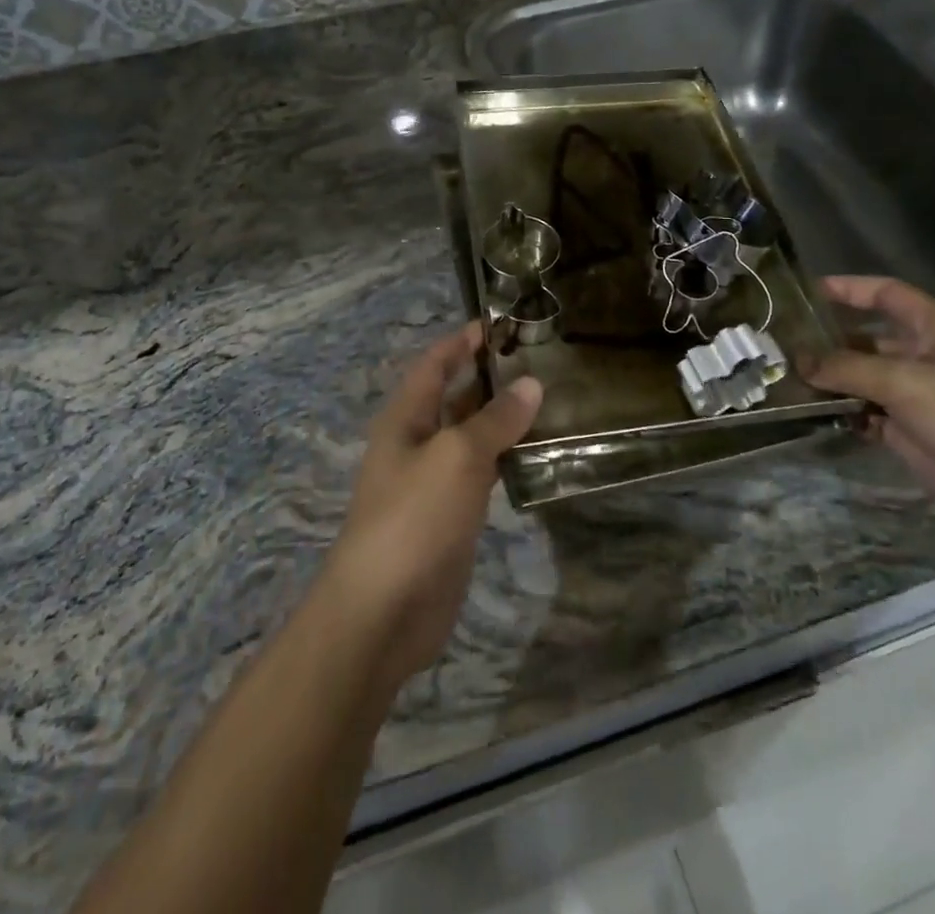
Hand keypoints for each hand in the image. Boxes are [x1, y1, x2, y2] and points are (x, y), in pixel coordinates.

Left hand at [318, 324, 541, 687]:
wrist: (383, 611)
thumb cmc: (413, 517)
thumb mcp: (456, 456)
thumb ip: (495, 420)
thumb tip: (531, 384)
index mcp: (406, 418)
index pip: (434, 365)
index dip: (461, 342)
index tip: (500, 323)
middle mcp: (417, 443)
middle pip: (455, 398)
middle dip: (490, 377)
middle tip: (540, 360)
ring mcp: (434, 483)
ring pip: (472, 437)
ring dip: (503, 419)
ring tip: (551, 399)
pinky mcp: (452, 517)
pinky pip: (482, 474)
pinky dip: (507, 458)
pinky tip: (539, 452)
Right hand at [805, 276, 934, 543]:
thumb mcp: (905, 380)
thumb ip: (848, 367)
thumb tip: (800, 360)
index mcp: (932, 328)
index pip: (884, 294)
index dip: (847, 288)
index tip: (804, 292)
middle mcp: (921, 356)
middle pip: (866, 338)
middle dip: (827, 339)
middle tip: (780, 343)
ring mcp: (914, 396)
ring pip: (861, 379)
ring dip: (829, 380)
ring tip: (783, 378)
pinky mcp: (909, 432)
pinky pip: (865, 414)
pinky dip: (841, 413)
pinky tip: (810, 414)